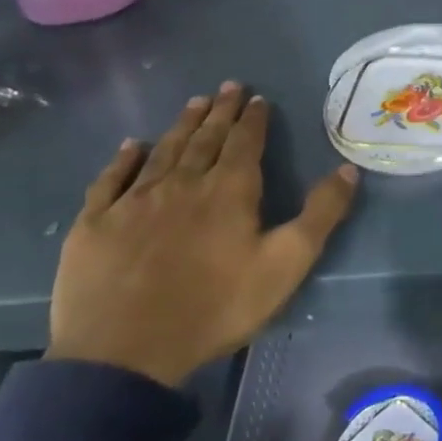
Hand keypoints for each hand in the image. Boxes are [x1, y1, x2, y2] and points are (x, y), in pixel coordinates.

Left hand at [46, 82, 357, 387]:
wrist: (126, 353)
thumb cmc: (217, 307)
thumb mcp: (287, 264)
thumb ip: (320, 214)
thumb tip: (347, 169)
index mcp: (229, 191)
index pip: (245, 143)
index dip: (253, 119)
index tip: (258, 98)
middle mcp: (182, 184)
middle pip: (204, 139)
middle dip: (220, 111)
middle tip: (228, 87)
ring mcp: (134, 202)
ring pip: (162, 152)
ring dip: (181, 125)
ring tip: (194, 103)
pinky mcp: (94, 224)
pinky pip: (111, 180)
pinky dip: (123, 159)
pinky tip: (131, 146)